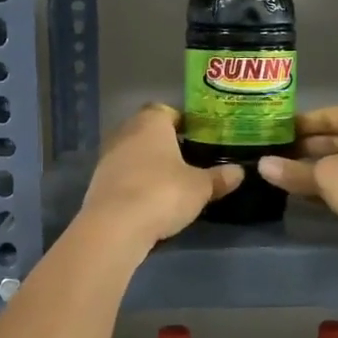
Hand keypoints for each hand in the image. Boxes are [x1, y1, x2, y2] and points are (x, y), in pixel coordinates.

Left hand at [79, 104, 241, 249]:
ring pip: (134, 154)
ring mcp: (108, 157)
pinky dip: (136, 183)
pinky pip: (124, 176)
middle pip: (149, 132)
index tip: (199, 139)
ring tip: (172, 183)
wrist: (115, 227)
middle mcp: (125, 132)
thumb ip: (219, 177)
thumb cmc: (163, 193)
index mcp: (151, 122)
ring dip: (150, 165)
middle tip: (189, 161)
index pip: (167, 111)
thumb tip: (239, 172)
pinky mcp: (98, 182)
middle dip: (167, 144)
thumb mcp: (200, 187)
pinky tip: (151, 200)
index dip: (184, 123)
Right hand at [257, 105, 337, 264]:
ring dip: (312, 171)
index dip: (299, 124)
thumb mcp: (325, 176)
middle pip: (332, 139)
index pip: (326, 115)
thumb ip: (292, 171)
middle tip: (271, 155)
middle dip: (303, 148)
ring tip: (279, 176)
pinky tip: (301, 196)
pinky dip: (326, 188)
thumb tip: (262, 165)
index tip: (273, 132)